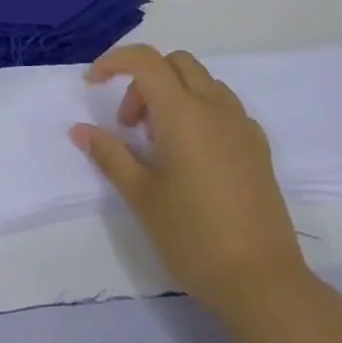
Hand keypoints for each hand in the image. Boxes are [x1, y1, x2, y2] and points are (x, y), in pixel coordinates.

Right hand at [71, 45, 307, 307]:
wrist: (261, 282)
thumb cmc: (192, 234)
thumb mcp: (140, 195)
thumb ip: (109, 154)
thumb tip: (80, 130)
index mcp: (182, 112)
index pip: (145, 60)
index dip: (114, 61)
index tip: (93, 85)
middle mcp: (214, 107)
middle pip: (176, 63)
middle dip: (145, 80)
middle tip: (130, 125)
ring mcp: (242, 126)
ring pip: (203, 82)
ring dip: (174, 94)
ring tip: (160, 142)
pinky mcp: (259, 148)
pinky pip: (225, 108)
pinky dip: (201, 112)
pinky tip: (194, 155)